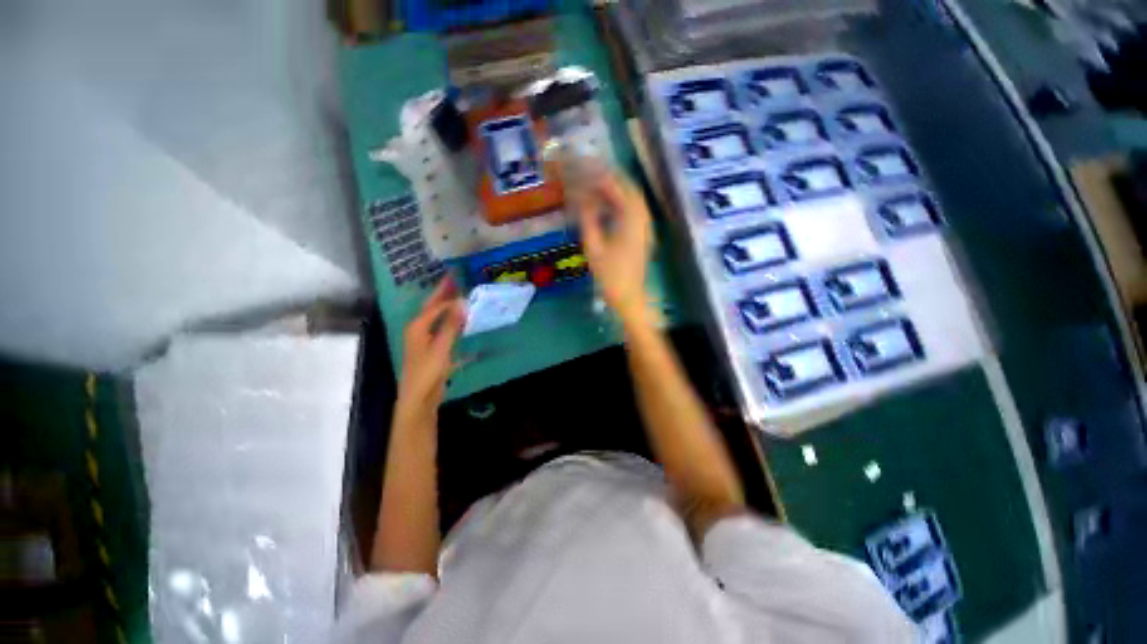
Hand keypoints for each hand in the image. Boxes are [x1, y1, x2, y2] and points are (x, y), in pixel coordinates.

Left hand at [396, 276, 465, 422]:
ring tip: (460, 295)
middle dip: (443, 293)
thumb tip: (462, 302)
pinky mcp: (433, 349)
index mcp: (418, 326)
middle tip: (455, 278)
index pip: (436, 306)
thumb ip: (451, 325)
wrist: (419, 397)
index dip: (450, 297)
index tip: (465, 286)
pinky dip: (451, 324)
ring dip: (448, 307)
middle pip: (433, 307)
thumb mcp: (441, 347)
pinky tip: (461, 323)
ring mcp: (425, 339)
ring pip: (438, 318)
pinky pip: (443, 330)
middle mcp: (419, 329)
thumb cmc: (427, 371)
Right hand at [575, 172, 653, 323]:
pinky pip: (634, 212)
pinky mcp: (644, 236)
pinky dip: (621, 204)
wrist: (629, 297)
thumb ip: (588, 219)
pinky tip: (607, 206)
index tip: (589, 166)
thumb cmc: (609, 275)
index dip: (603, 175)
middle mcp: (643, 220)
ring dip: (618, 191)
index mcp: (632, 220)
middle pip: (631, 190)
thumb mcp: (594, 247)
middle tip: (593, 172)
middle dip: (612, 178)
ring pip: (634, 201)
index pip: (619, 188)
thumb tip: (582, 198)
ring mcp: (646, 228)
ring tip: (598, 185)